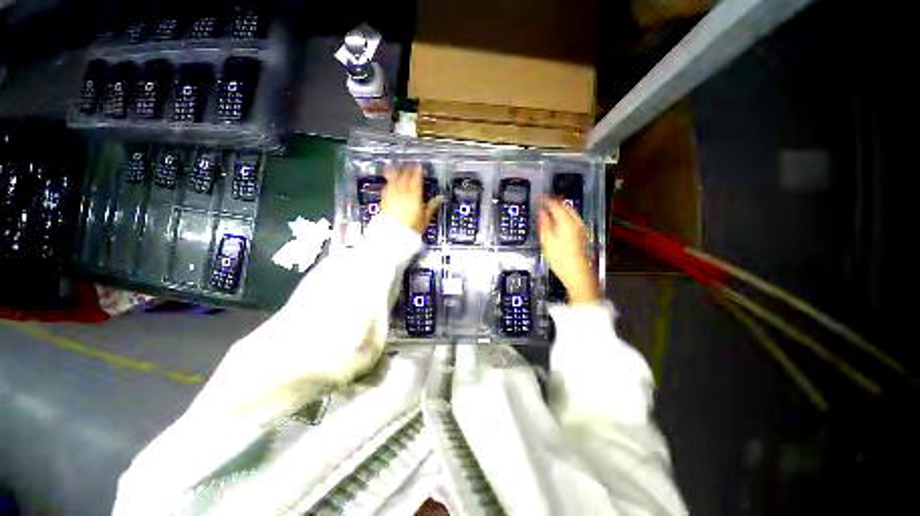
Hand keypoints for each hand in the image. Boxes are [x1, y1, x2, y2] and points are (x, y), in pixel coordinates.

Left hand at [381, 165, 441, 234]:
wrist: (395, 235)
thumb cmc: (411, 228)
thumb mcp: (425, 218)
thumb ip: (432, 206)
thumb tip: (440, 199)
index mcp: (414, 197)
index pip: (416, 180)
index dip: (417, 172)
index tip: (418, 166)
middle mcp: (402, 195)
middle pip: (404, 178)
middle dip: (406, 169)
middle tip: (408, 163)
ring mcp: (392, 197)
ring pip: (393, 180)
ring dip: (394, 172)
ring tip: (394, 166)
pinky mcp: (385, 202)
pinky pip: (386, 188)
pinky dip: (388, 183)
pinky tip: (388, 181)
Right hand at [538, 196, 599, 304]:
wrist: (578, 274)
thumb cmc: (560, 259)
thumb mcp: (547, 241)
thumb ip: (544, 224)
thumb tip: (541, 212)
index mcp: (566, 222)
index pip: (556, 205)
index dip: (547, 199)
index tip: (539, 196)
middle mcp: (576, 222)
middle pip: (565, 206)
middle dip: (555, 201)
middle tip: (544, 200)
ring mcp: (581, 228)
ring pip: (571, 212)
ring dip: (560, 208)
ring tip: (550, 207)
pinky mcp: (582, 234)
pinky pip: (573, 218)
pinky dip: (565, 215)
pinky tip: (559, 219)